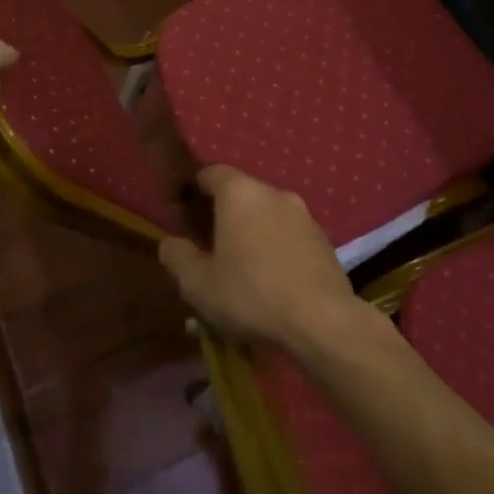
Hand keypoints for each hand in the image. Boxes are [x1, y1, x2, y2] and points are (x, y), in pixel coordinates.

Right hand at [158, 166, 362, 350]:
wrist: (321, 321)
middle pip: (241, 198)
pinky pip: (288, 240)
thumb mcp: (198, 283)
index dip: (194, 189)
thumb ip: (177, 257)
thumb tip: (170, 242)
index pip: (211, 173)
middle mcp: (275, 194)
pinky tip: (267, 289)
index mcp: (241, 194)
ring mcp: (304, 217)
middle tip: (207, 252)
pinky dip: (274, 255)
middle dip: (222, 221)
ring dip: (249, 241)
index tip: (183, 213)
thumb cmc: (250, 294)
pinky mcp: (323, 242)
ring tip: (237, 279)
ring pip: (266, 222)